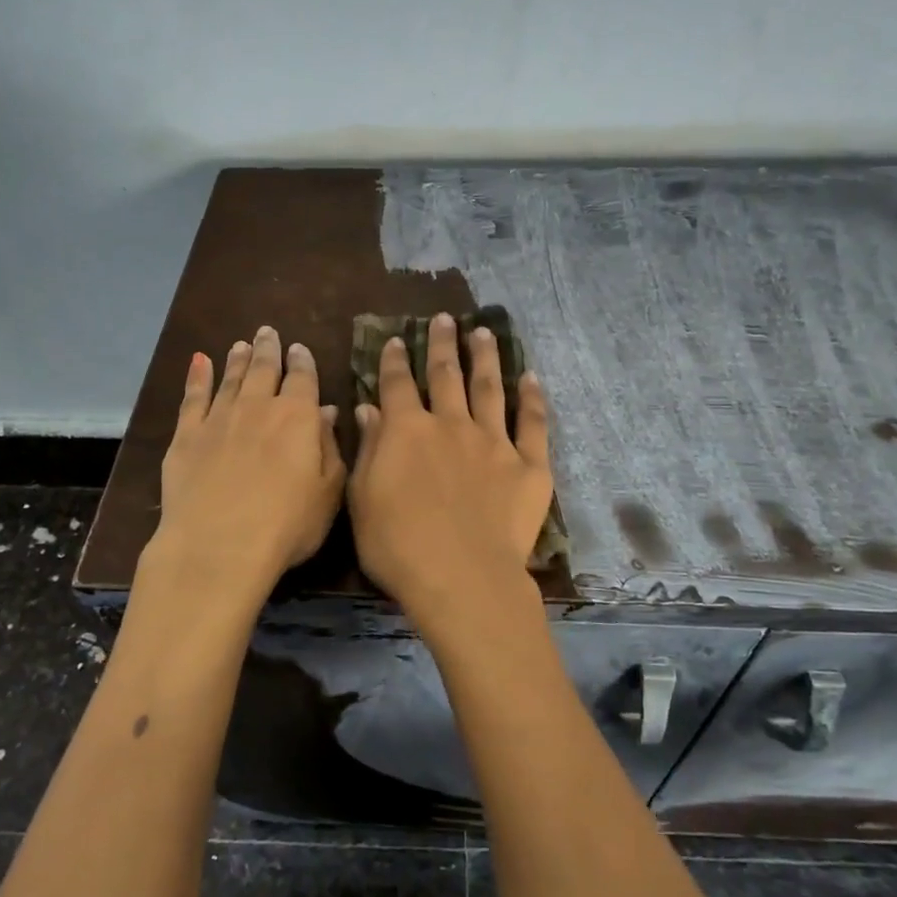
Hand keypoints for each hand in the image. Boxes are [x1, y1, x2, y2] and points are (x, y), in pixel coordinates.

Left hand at [151, 325, 346, 601]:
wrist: (219, 546)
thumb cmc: (287, 525)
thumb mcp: (328, 492)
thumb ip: (329, 447)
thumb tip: (327, 412)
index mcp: (297, 417)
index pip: (302, 378)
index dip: (302, 361)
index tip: (299, 348)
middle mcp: (257, 407)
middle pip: (264, 369)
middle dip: (268, 350)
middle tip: (268, 332)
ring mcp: (218, 419)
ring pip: (230, 379)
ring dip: (237, 359)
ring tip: (241, 345)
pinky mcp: (186, 436)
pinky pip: (192, 398)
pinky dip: (197, 377)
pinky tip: (199, 362)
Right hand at [348, 312, 551, 623]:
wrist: (462, 577)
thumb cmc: (398, 546)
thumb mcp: (363, 499)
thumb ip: (369, 449)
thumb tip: (369, 409)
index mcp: (407, 431)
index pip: (397, 384)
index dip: (394, 360)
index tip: (396, 339)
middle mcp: (451, 424)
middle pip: (446, 374)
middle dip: (443, 344)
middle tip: (445, 319)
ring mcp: (494, 442)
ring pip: (489, 388)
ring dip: (485, 357)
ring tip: (484, 332)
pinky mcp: (529, 465)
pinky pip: (533, 423)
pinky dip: (532, 398)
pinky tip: (531, 377)